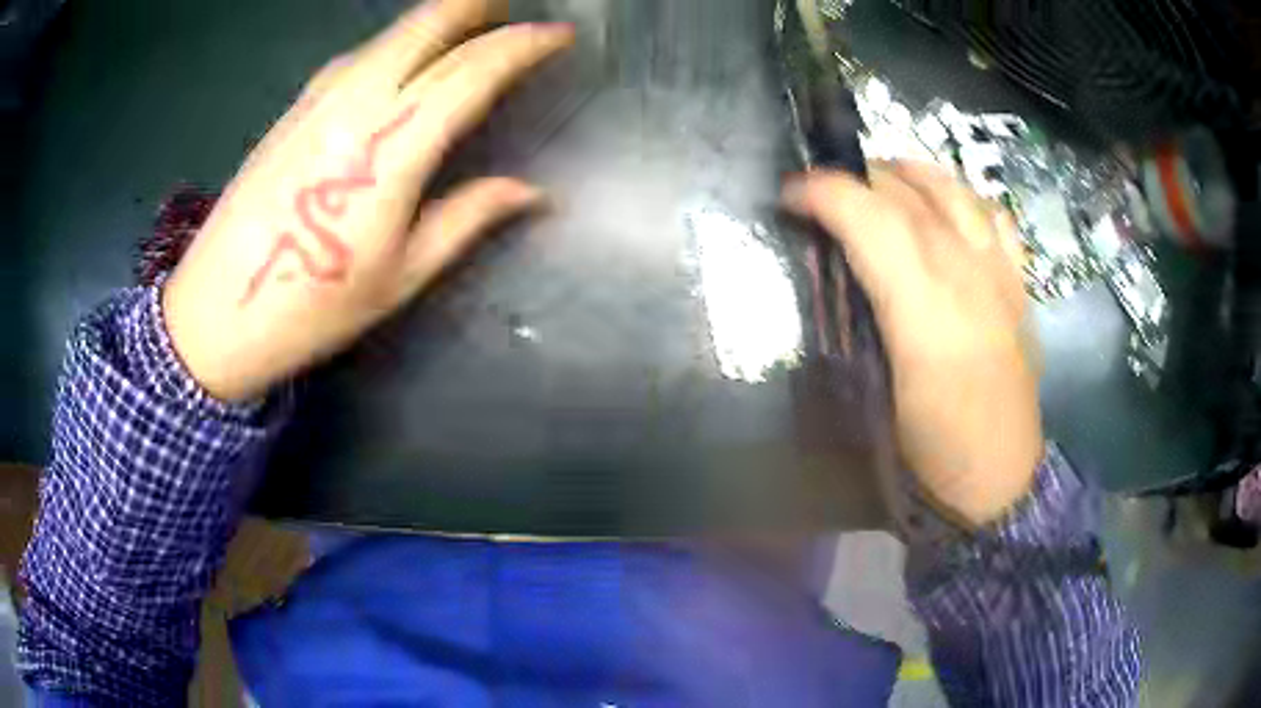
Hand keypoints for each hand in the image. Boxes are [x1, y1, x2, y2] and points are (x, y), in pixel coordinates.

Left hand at [162, 0, 573, 402]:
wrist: (216, 313)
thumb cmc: (312, 308)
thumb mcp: (400, 276)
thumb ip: (468, 218)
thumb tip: (534, 192)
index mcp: (392, 147)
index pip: (473, 70)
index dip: (524, 44)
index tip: (560, 35)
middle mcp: (357, 102)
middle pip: (428, 24)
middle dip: (478, 5)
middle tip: (512, 9)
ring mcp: (320, 98)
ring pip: (391, 33)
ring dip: (438, 19)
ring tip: (470, 27)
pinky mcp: (295, 107)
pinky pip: (360, 55)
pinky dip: (396, 43)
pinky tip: (405, 59)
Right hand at [783, 162, 1042, 526]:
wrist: (1000, 478)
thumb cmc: (932, 450)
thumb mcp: (877, 396)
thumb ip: (856, 324)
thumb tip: (834, 274)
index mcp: (924, 311)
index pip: (871, 220)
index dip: (824, 194)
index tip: (790, 195)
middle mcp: (966, 276)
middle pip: (908, 196)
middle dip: (857, 179)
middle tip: (825, 191)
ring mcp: (1000, 276)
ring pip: (955, 193)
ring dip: (911, 173)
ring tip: (882, 178)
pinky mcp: (1020, 287)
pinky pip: (998, 219)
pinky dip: (967, 198)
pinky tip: (950, 207)